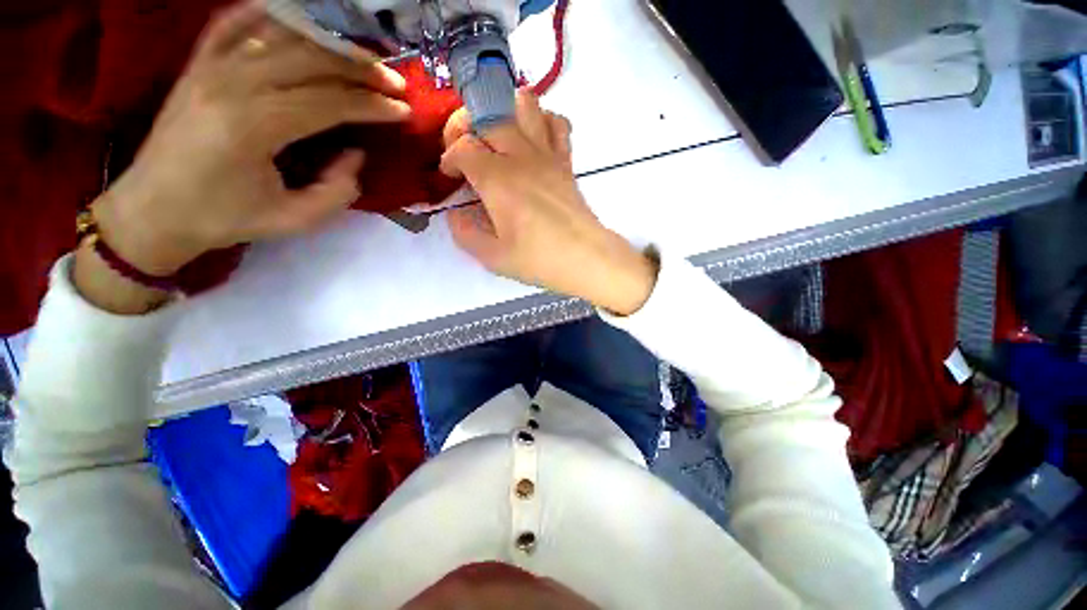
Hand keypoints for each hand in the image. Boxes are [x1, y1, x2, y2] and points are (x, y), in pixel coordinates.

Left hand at [95, 0, 409, 277]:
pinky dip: (270, 13)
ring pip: (282, 35)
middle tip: (394, 80)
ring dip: (329, 42)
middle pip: (310, 59)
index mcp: (254, 125)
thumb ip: (338, 189)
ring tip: (362, 55)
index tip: (404, 109)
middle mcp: (232, 83)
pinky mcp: (198, 63)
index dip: (372, 105)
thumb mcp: (295, 219)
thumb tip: (356, 153)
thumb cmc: (223, 218)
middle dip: (360, 69)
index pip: (329, 102)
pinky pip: (235, 22)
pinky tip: (299, 17)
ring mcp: (210, 66)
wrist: (152, 210)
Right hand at [440, 92, 656, 315]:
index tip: (451, 176)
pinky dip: (543, 120)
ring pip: (525, 104)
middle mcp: (520, 156)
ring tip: (498, 135)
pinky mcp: (565, 161)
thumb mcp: (493, 257)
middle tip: (465, 149)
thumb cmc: (539, 259)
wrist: (585, 257)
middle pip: (487, 113)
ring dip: (505, 110)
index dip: (449, 157)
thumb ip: (466, 234)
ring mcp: (546, 154)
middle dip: (465, 124)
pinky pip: (557, 123)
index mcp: (497, 179)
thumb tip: (456, 215)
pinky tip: (534, 140)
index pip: (462, 147)